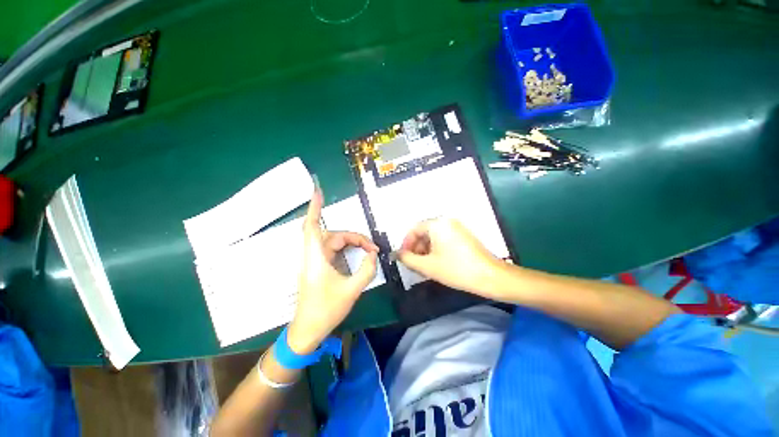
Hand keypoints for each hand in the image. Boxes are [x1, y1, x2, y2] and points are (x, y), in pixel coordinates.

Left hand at [287, 190, 378, 353]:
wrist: (307, 331)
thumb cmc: (326, 310)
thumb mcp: (352, 290)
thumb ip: (367, 269)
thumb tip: (373, 254)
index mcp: (316, 258)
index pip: (312, 226)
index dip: (314, 208)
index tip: (317, 191)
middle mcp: (313, 256)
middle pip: (333, 235)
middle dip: (354, 237)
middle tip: (372, 248)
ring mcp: (314, 261)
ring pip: (333, 242)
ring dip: (351, 243)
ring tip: (368, 251)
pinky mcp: (318, 267)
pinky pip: (333, 250)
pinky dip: (346, 248)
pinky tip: (356, 253)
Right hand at [398, 218, 505, 297]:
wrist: (490, 276)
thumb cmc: (456, 269)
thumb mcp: (427, 266)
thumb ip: (408, 259)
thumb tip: (397, 254)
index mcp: (437, 224)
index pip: (415, 229)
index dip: (406, 243)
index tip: (403, 257)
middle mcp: (447, 221)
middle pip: (424, 232)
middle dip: (416, 247)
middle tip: (413, 263)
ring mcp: (457, 228)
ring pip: (434, 236)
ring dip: (425, 249)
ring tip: (424, 265)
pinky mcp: (464, 236)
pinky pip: (444, 239)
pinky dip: (436, 249)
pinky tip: (436, 262)